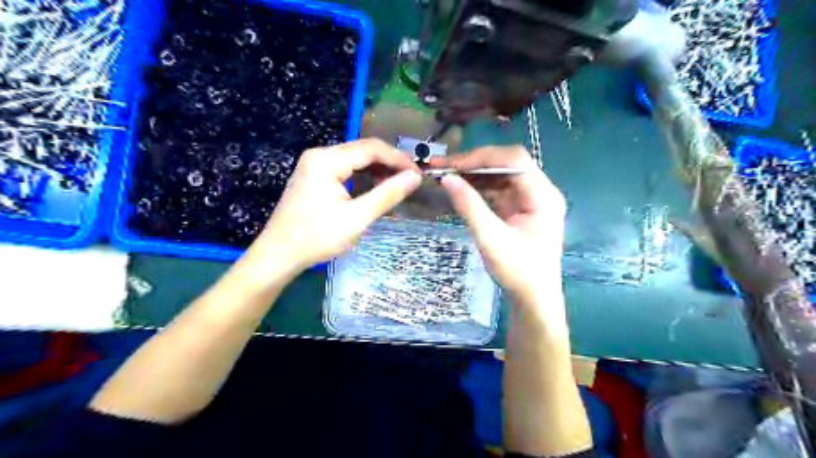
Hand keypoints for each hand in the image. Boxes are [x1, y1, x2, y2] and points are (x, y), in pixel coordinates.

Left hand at [242, 138, 419, 276]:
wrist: (278, 255)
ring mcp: (313, 165)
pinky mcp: (312, 176)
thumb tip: (414, 178)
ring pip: (354, 159)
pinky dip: (363, 177)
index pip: (371, 148)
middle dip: (389, 164)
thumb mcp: (357, 218)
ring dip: (377, 170)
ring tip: (396, 186)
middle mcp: (319, 155)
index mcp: (327, 160)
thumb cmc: (317, 237)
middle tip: (410, 181)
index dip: (398, 159)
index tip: (418, 174)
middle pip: (362, 150)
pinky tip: (374, 189)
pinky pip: (344, 169)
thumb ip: (387, 195)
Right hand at [437, 146, 564, 318]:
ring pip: (500, 174)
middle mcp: (540, 191)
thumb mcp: (490, 239)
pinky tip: (459, 187)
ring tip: (445, 174)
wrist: (533, 298)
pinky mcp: (520, 207)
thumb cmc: (517, 271)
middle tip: (442, 166)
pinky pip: (498, 189)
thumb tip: (446, 178)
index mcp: (543, 196)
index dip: (481, 157)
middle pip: (507, 163)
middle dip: (474, 163)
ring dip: (473, 173)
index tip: (451, 164)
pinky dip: (478, 187)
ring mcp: (530, 199)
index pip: (514, 160)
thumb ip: (469, 206)